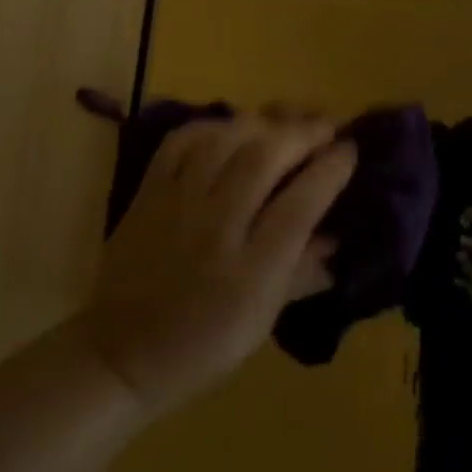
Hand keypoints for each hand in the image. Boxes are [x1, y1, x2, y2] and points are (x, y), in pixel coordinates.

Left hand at [78, 114, 355, 415]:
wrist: (121, 354)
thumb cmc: (202, 345)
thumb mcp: (262, 321)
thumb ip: (302, 272)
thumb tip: (338, 236)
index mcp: (250, 270)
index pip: (300, 204)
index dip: (330, 170)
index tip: (351, 149)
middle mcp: (216, 226)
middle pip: (265, 157)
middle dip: (303, 133)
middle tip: (326, 124)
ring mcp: (178, 202)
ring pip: (226, 139)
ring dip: (264, 121)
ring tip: (287, 118)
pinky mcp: (149, 190)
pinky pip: (182, 140)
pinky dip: (211, 125)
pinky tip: (231, 127)